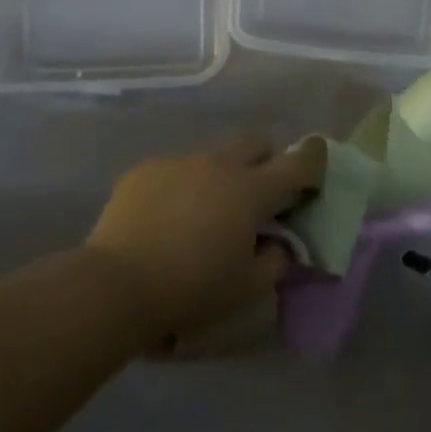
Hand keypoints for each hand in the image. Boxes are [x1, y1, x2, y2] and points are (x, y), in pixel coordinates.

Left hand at [86, 135, 324, 337]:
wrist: (117, 285)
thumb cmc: (193, 287)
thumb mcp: (249, 287)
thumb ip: (276, 260)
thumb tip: (278, 243)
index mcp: (252, 189)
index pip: (300, 162)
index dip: (313, 168)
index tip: (309, 186)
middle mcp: (219, 164)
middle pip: (256, 144)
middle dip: (265, 162)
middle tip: (258, 197)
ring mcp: (179, 162)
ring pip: (213, 157)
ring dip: (221, 177)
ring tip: (204, 214)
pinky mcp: (145, 170)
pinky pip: (175, 169)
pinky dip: (183, 186)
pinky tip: (166, 218)